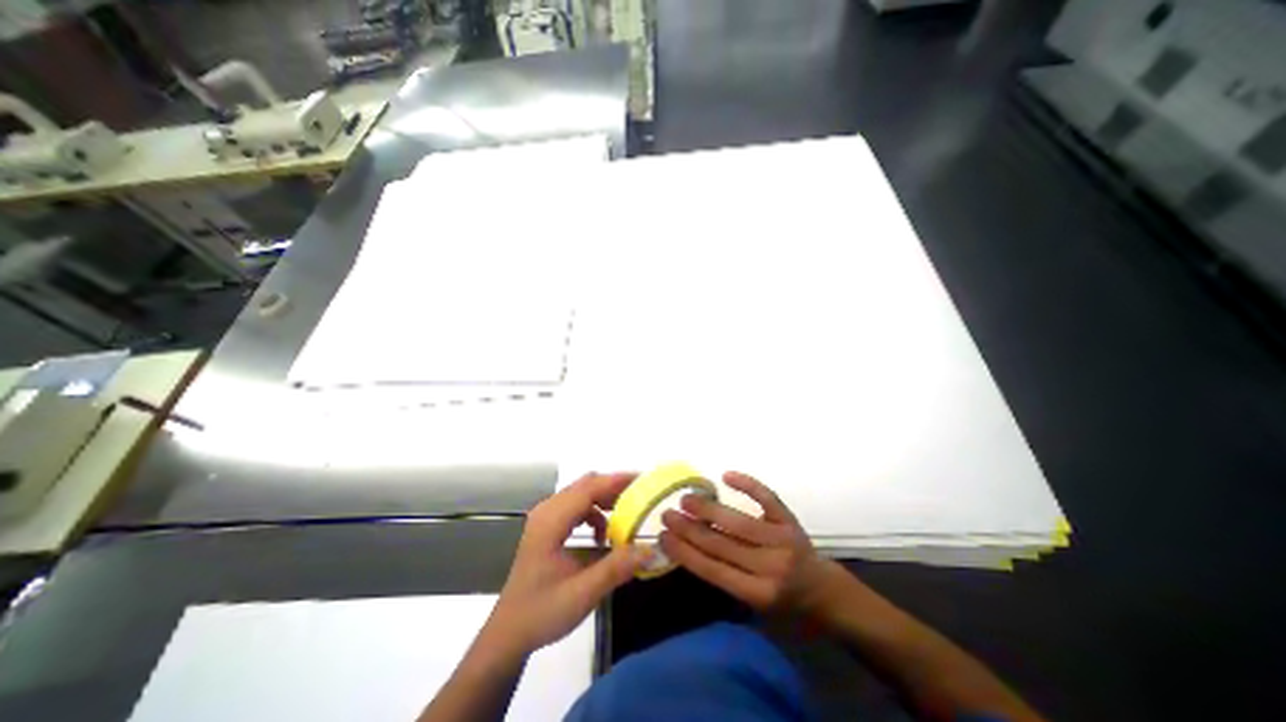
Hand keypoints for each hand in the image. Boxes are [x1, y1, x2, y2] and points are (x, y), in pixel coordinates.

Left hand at [482, 470, 641, 656]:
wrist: (508, 633)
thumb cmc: (542, 612)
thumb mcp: (582, 594)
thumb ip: (616, 568)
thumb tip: (650, 550)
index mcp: (551, 521)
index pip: (589, 488)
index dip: (616, 481)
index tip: (642, 480)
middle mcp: (547, 511)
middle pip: (585, 485)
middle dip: (614, 487)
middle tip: (640, 496)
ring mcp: (545, 517)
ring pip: (581, 493)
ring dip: (605, 498)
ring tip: (628, 513)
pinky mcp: (547, 526)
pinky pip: (576, 505)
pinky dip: (595, 511)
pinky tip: (603, 535)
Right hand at [656, 474, 841, 614]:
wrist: (824, 591)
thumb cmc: (783, 602)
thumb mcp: (753, 603)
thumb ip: (725, 577)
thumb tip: (688, 547)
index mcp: (758, 593)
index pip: (713, 570)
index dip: (685, 552)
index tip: (663, 537)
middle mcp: (770, 567)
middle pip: (721, 545)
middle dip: (689, 529)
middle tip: (667, 514)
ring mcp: (782, 540)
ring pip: (738, 522)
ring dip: (708, 509)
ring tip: (685, 499)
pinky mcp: (790, 520)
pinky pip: (767, 499)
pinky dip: (748, 485)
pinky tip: (727, 475)